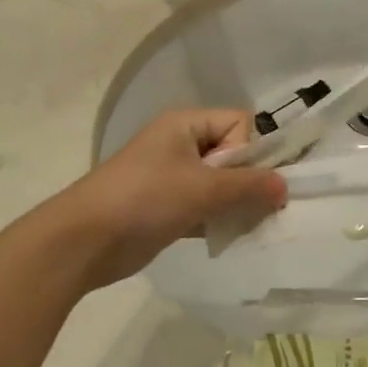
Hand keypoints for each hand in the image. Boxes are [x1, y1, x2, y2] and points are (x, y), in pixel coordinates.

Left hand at [46, 109, 286, 291]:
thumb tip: (285, 187)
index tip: (244, 181)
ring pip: (221, 184)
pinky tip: (227, 236)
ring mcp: (172, 177)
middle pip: (233, 154)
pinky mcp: (167, 207)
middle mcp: (181, 144)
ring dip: (234, 204)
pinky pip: (206, 206)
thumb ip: (248, 186)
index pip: (239, 124)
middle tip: (253, 208)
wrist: (82, 242)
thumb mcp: (202, 189)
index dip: (249, 151)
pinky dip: (218, 219)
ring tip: (240, 225)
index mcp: (186, 124)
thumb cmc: (144, 200)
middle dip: (247, 181)